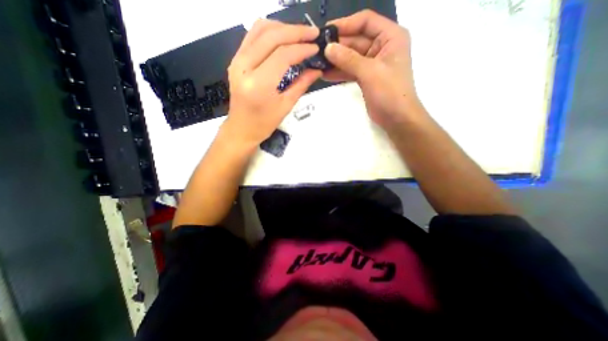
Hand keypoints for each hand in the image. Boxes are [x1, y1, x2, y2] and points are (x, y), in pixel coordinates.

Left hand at [224, 19, 322, 146]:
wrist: (241, 129)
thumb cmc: (264, 124)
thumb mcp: (285, 106)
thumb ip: (301, 85)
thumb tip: (317, 70)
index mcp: (258, 84)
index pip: (282, 55)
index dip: (302, 49)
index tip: (316, 48)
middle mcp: (244, 67)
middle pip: (271, 36)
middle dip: (295, 32)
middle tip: (313, 34)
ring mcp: (237, 61)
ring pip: (260, 29)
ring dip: (282, 28)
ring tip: (299, 35)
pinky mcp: (235, 60)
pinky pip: (252, 36)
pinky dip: (270, 32)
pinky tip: (283, 38)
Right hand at [325, 9, 424, 131]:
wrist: (396, 117)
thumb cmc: (390, 91)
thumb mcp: (370, 72)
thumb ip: (348, 59)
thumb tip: (328, 48)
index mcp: (390, 36)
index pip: (365, 21)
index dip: (345, 24)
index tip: (326, 31)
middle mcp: (382, 46)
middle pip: (356, 40)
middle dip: (337, 46)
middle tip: (317, 50)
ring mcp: (373, 63)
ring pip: (351, 57)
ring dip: (336, 60)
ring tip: (318, 63)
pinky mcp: (366, 77)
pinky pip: (350, 70)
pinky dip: (339, 72)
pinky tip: (325, 74)